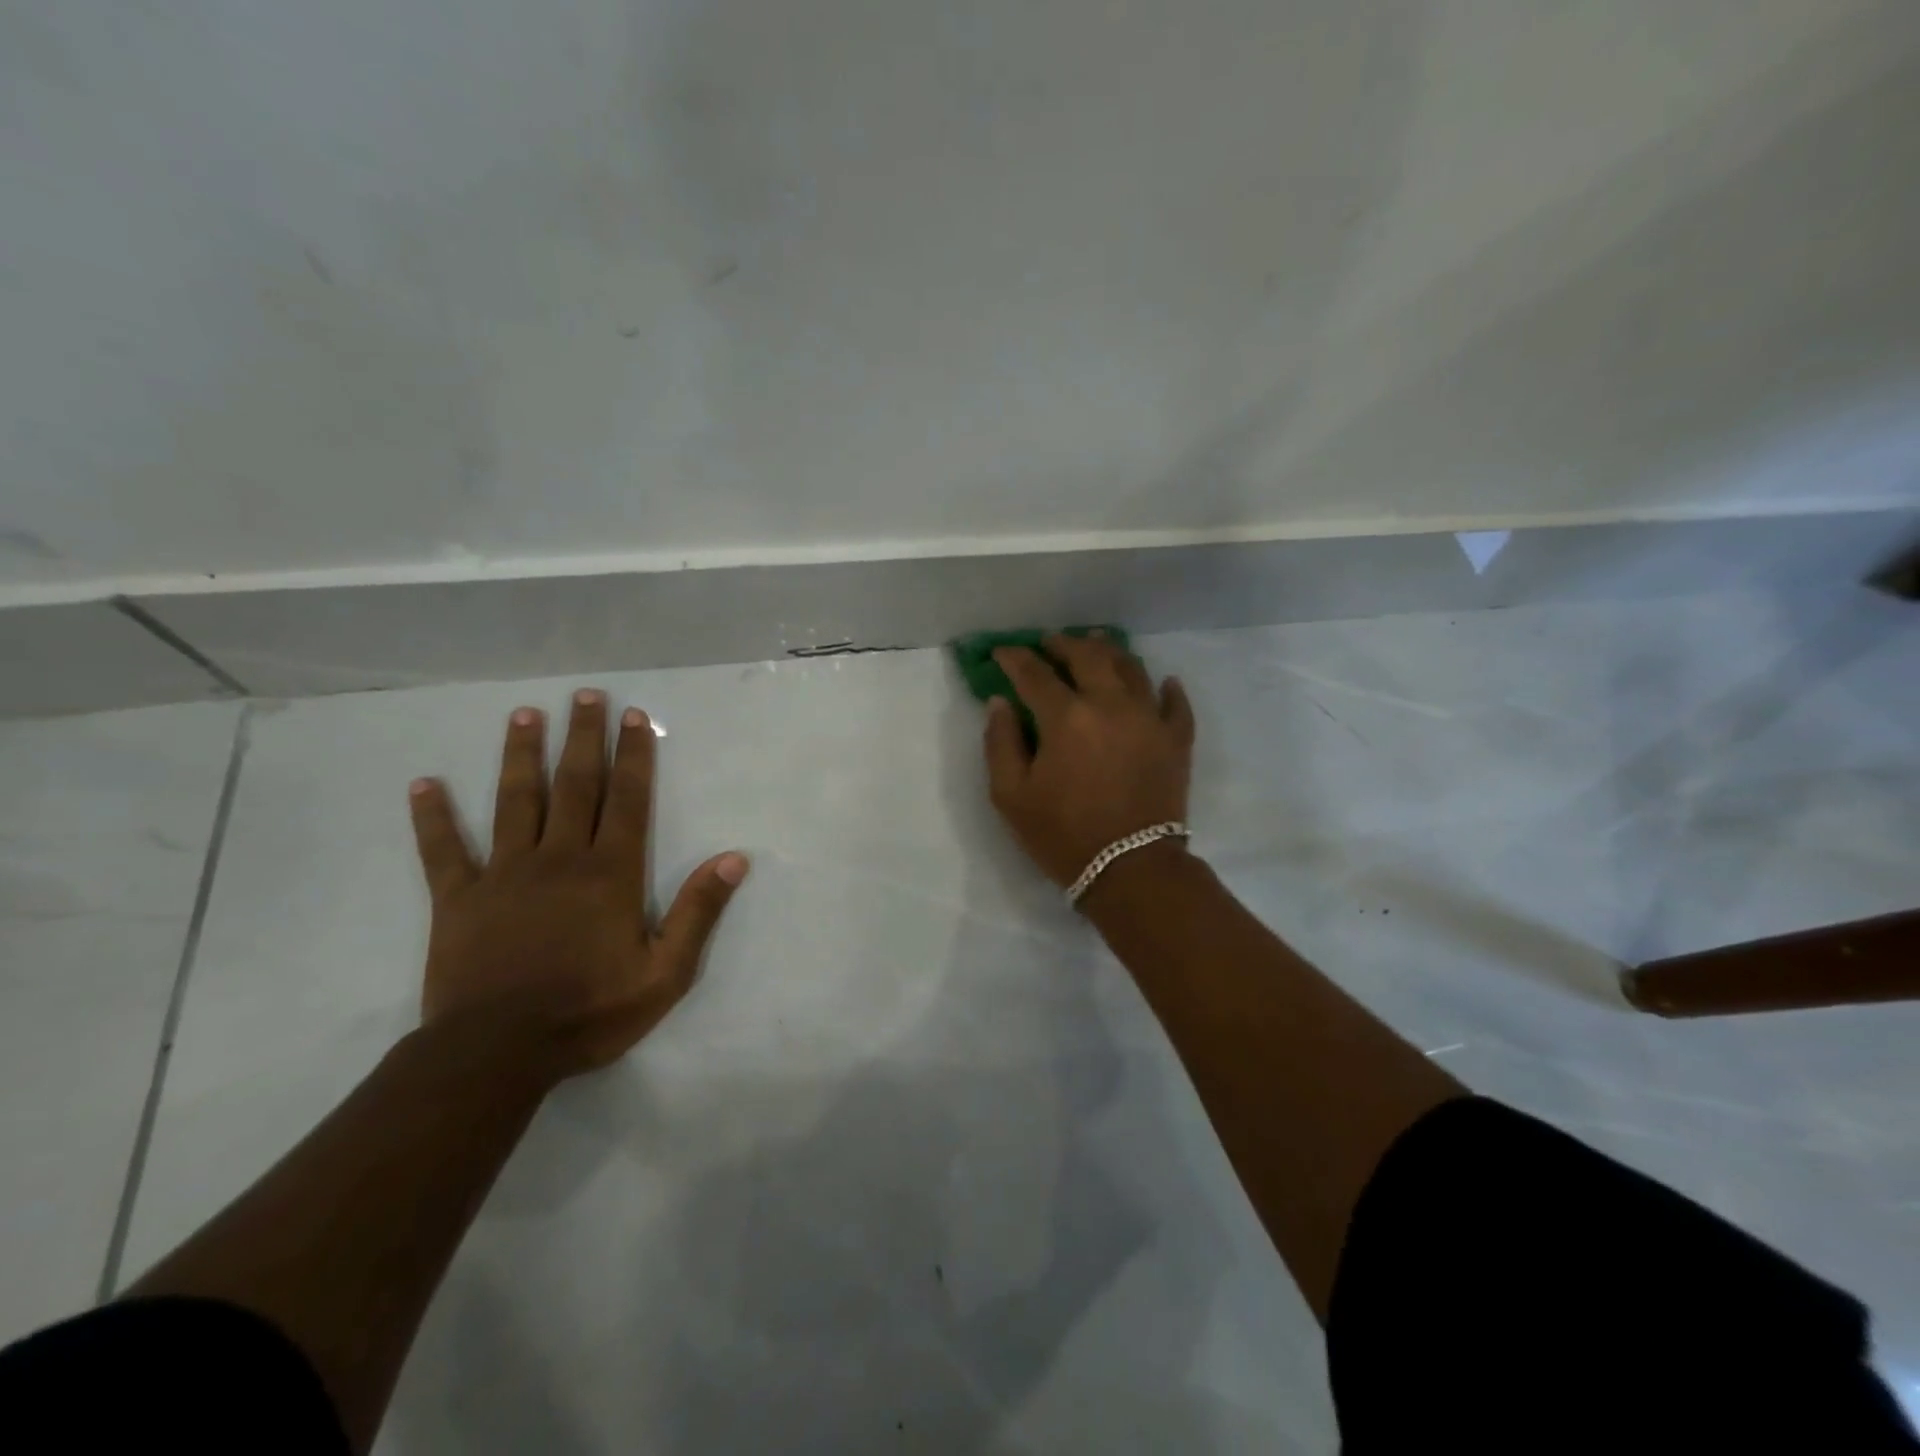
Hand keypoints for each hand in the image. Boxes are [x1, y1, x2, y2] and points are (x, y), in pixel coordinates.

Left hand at [407, 688, 749, 1083]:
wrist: (498, 1054)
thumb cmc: (590, 1011)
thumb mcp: (665, 972)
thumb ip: (699, 912)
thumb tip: (735, 859)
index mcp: (610, 873)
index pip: (627, 800)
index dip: (633, 756)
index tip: (634, 717)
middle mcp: (560, 858)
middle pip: (575, 785)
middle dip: (583, 737)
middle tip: (585, 695)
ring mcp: (504, 874)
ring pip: (514, 801)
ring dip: (520, 756)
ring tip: (523, 715)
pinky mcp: (458, 899)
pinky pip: (442, 851)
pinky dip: (433, 817)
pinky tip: (423, 784)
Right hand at [983, 635, 1195, 888]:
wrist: (1131, 870)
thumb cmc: (1063, 834)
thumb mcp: (1011, 796)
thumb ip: (1000, 743)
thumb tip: (1000, 703)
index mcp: (1066, 717)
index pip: (1034, 673)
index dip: (1014, 658)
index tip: (1002, 653)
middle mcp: (1110, 704)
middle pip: (1087, 656)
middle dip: (1062, 644)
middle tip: (1049, 643)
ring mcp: (1149, 719)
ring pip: (1131, 668)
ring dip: (1109, 652)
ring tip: (1096, 644)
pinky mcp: (1176, 740)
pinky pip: (1175, 704)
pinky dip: (1168, 689)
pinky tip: (1164, 682)